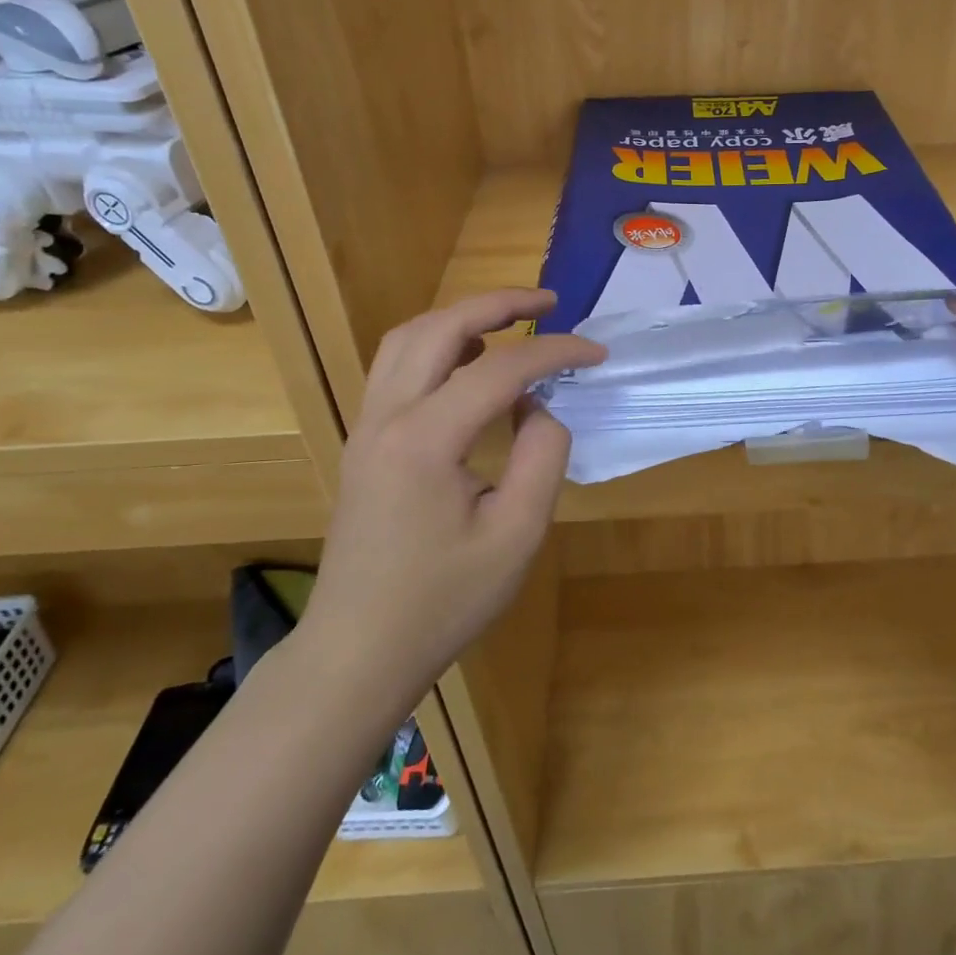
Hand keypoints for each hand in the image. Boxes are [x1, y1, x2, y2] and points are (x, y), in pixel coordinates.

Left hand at [299, 289, 604, 686]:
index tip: (597, 353)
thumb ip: (542, 456)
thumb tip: (540, 406)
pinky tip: (469, 365)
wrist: (358, 650)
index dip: (555, 351)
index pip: (500, 369)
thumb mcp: (518, 534)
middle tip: (549, 304)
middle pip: (439, 328)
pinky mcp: (364, 441)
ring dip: (460, 318)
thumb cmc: (444, 601)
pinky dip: (436, 345)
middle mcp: (386, 417)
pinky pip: (396, 367)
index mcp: (425, 440)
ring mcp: (366, 426)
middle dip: (498, 304)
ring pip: (407, 339)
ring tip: (510, 324)